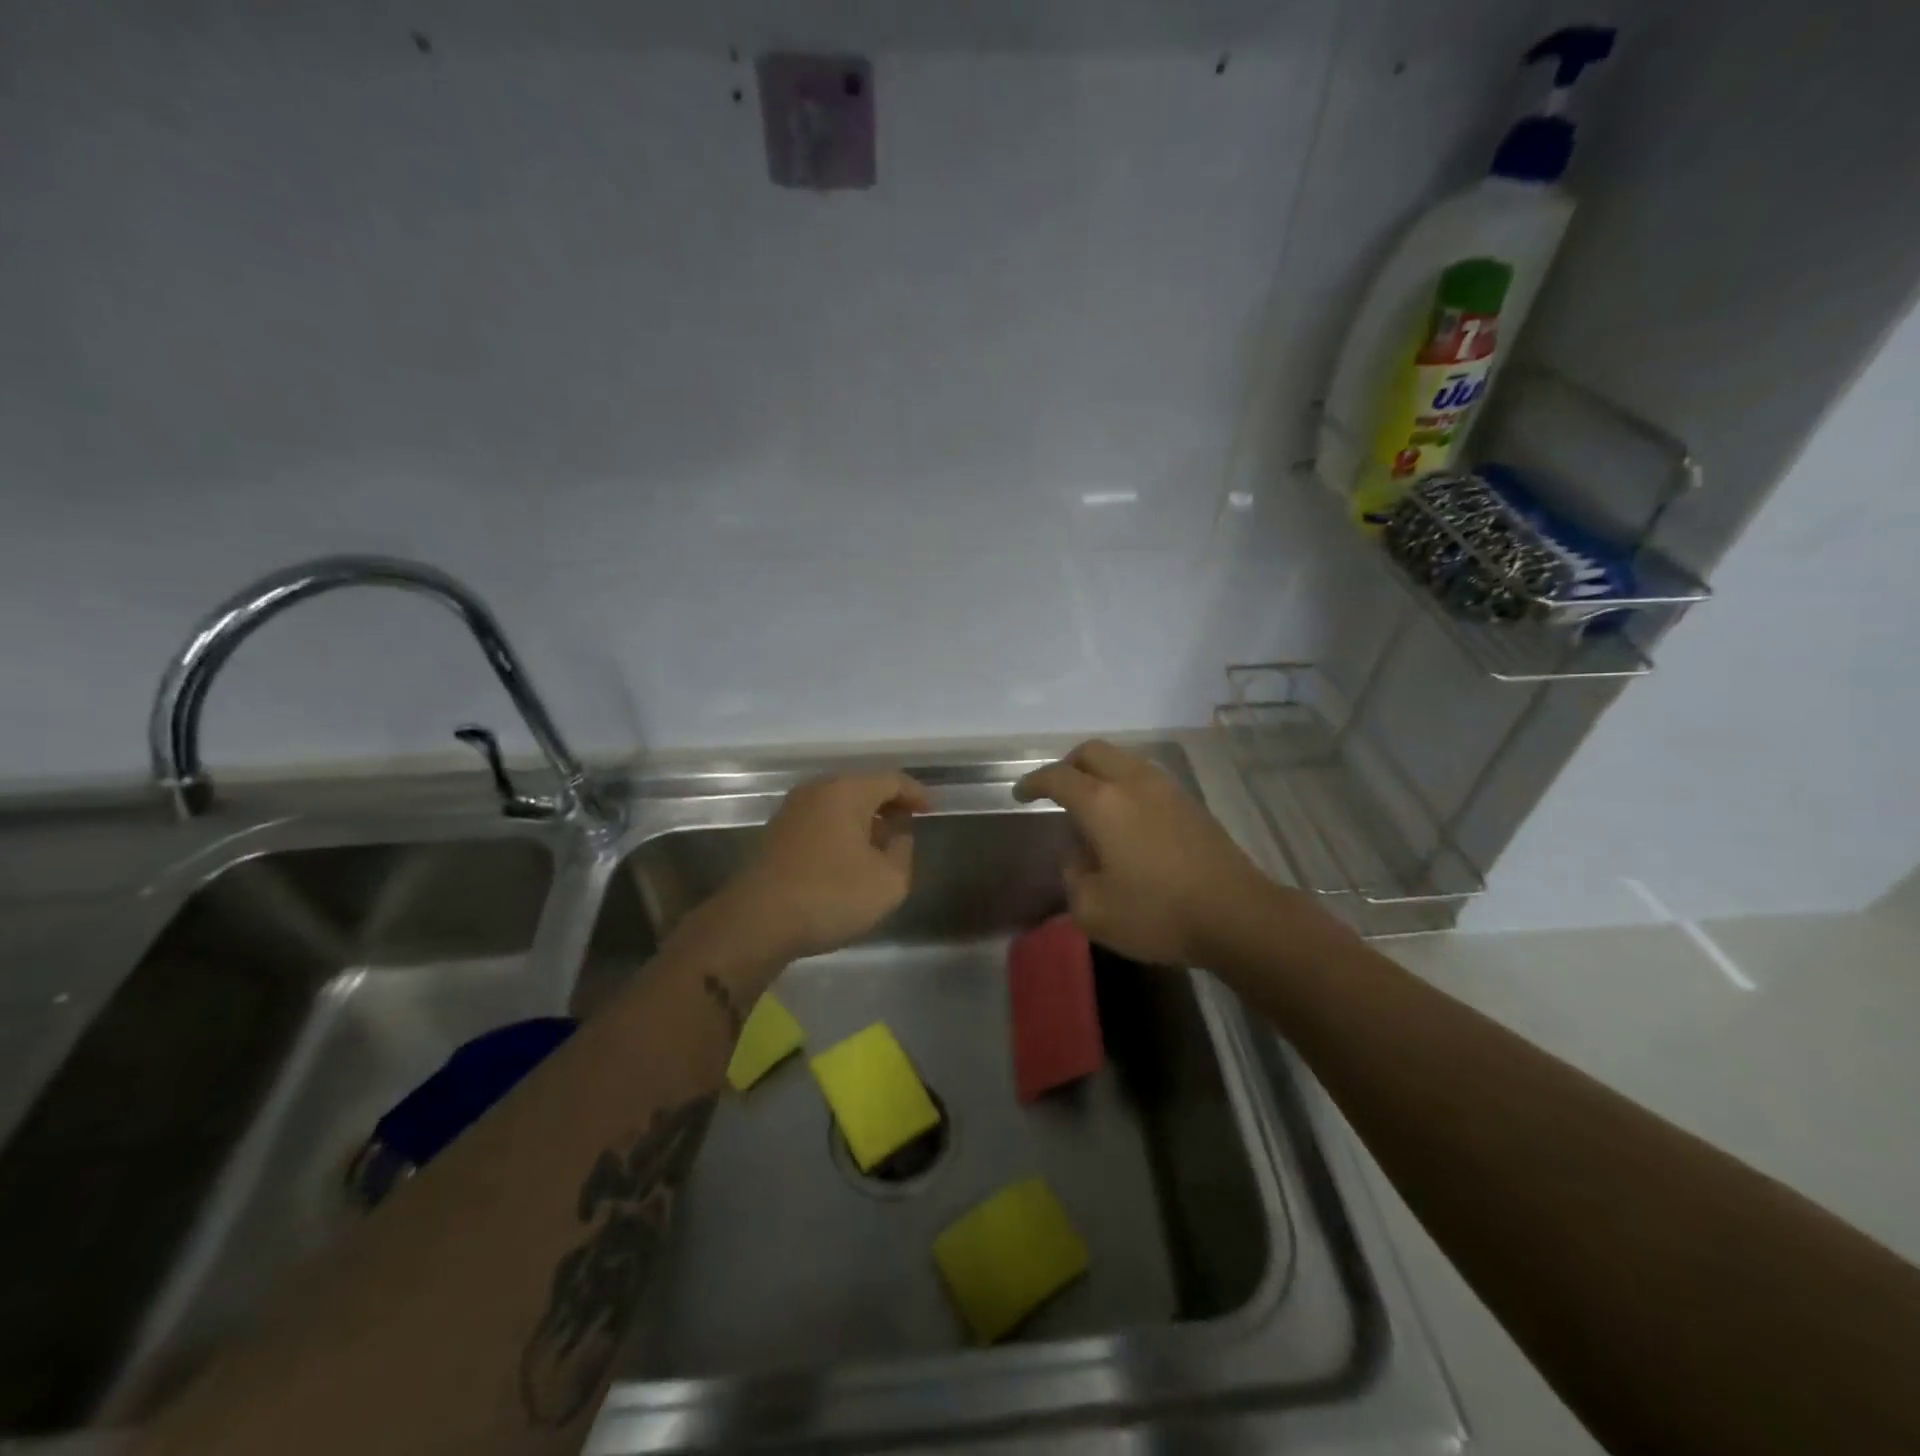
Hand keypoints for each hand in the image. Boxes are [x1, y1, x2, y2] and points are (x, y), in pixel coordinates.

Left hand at [721, 771, 932, 961]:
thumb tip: (897, 834)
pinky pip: (821, 820)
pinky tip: (849, 858)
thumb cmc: (830, 894)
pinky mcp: (776, 833)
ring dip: (864, 820)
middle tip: (909, 825)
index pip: (892, 780)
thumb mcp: (889, 881)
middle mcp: (818, 790)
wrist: (756, 921)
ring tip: (882, 845)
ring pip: (839, 804)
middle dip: (889, 805)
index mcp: (848, 790)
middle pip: (863, 787)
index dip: (916, 794)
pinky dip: (841, 831)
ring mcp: (792, 810)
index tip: (932, 810)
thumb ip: (903, 851)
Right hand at [1014, 740, 1269, 966]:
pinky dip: (1124, 785)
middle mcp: (1133, 782)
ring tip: (1091, 808)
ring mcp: (1166, 788)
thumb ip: (1073, 874)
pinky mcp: (1190, 803)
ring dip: (1099, 773)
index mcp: (1102, 803)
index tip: (1021, 795)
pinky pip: (1145, 777)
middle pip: (1092, 752)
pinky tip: (1126, 821)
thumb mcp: (1092, 909)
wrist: (1237, 915)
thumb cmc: (1157, 913)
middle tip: (1055, 790)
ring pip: (1123, 760)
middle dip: (1067, 765)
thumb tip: (1079, 853)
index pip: (1058, 777)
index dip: (1033, 782)